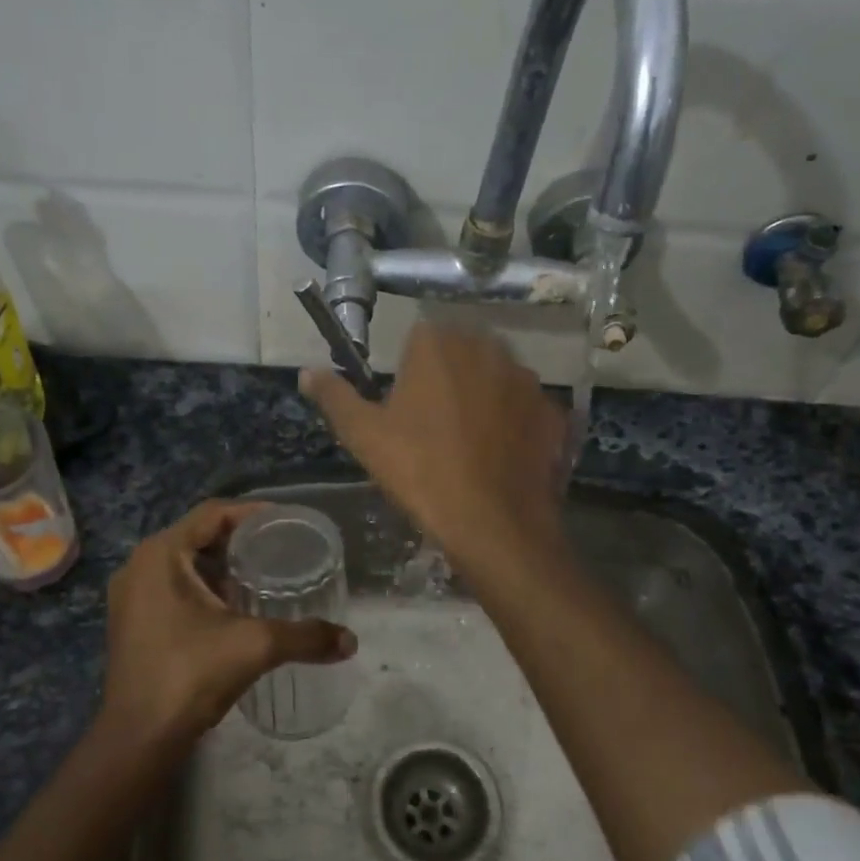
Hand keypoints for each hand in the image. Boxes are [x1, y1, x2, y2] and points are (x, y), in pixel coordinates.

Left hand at [99, 500, 355, 752]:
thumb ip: (305, 637)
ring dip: (222, 566)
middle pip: (198, 536)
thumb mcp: (255, 647)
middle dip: (240, 541)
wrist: (139, 737)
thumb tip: (350, 641)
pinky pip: (173, 587)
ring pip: (185, 563)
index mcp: (161, 554)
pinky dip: (204, 588)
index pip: (212, 513)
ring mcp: (131, 595)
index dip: (252, 513)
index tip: (287, 523)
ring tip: (264, 575)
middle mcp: (139, 566)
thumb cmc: (191, 674)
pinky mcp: (133, 621)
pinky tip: (235, 607)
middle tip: (281, 549)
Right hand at [301, 322, 567, 563]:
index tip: (405, 408)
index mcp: (438, 344)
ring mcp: (527, 379)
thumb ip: (334, 396)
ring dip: (483, 397)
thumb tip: (306, 372)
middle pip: (461, 353)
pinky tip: (500, 456)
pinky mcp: (553, 411)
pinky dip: (514, 423)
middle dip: (448, 379)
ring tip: (469, 444)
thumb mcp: (364, 436)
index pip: (419, 338)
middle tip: (433, 427)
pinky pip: (526, 408)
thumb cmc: (420, 472)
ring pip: (496, 378)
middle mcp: (487, 348)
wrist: (492, 523)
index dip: (410, 371)